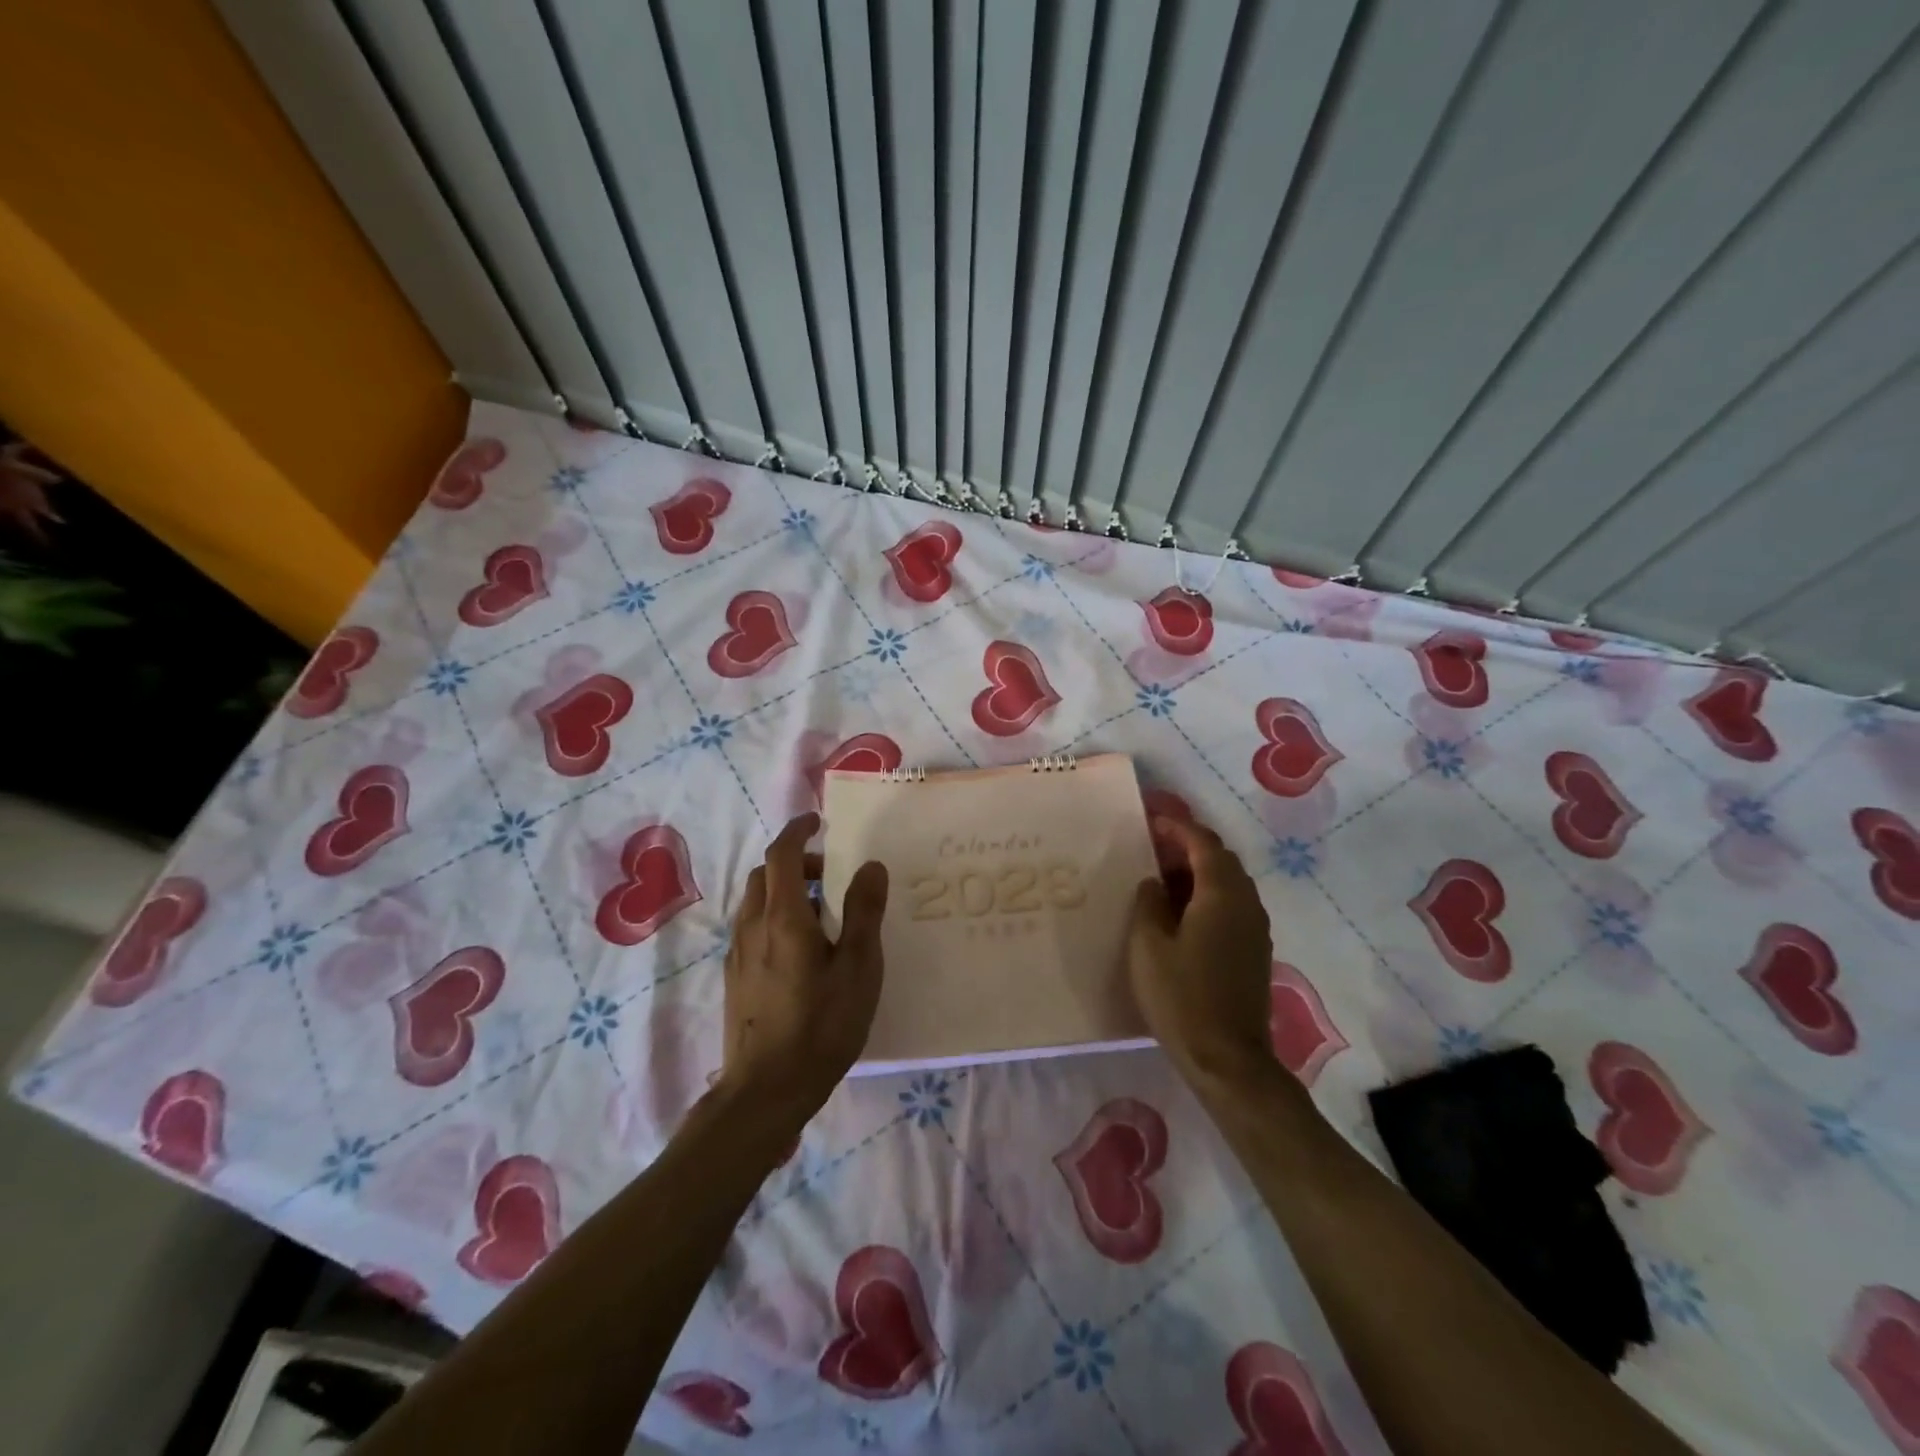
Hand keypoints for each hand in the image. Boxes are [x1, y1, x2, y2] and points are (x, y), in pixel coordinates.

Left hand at [720, 813, 888, 1118]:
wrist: (766, 1091)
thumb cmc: (821, 1025)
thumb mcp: (858, 967)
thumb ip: (864, 912)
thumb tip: (870, 865)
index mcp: (783, 917)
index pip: (781, 855)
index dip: (798, 831)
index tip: (818, 822)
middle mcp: (753, 926)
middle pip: (764, 875)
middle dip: (794, 862)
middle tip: (829, 874)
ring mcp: (738, 954)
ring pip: (755, 902)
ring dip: (783, 890)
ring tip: (819, 913)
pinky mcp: (734, 978)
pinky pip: (751, 928)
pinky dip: (773, 916)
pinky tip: (798, 949)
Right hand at [1128, 817, 1276, 1085]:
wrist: (1228, 1059)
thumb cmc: (1181, 997)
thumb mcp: (1148, 945)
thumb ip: (1149, 903)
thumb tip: (1154, 883)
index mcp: (1221, 894)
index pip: (1203, 844)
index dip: (1178, 828)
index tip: (1152, 822)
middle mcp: (1246, 903)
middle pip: (1221, 860)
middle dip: (1189, 847)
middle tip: (1154, 849)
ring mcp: (1255, 929)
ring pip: (1229, 883)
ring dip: (1200, 872)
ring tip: (1164, 879)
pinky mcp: (1255, 951)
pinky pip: (1233, 906)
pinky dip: (1208, 895)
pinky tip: (1183, 914)